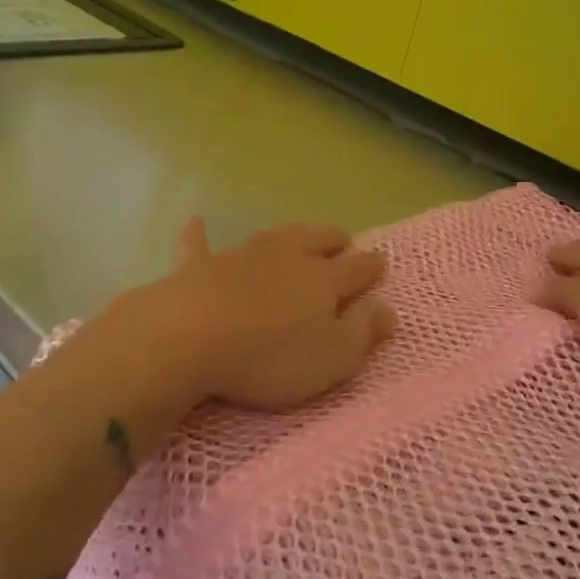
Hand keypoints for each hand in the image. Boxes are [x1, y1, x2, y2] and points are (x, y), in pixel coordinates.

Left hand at [99, 218, 395, 415]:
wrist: (191, 337)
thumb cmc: (270, 356)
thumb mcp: (332, 358)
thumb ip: (362, 332)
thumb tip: (388, 309)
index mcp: (322, 280)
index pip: (356, 269)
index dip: (372, 266)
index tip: (380, 262)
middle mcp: (286, 257)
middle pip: (316, 240)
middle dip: (333, 240)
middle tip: (343, 240)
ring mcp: (240, 256)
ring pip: (272, 236)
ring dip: (288, 233)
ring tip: (298, 231)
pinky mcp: (199, 266)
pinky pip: (199, 244)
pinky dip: (199, 233)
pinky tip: (196, 220)